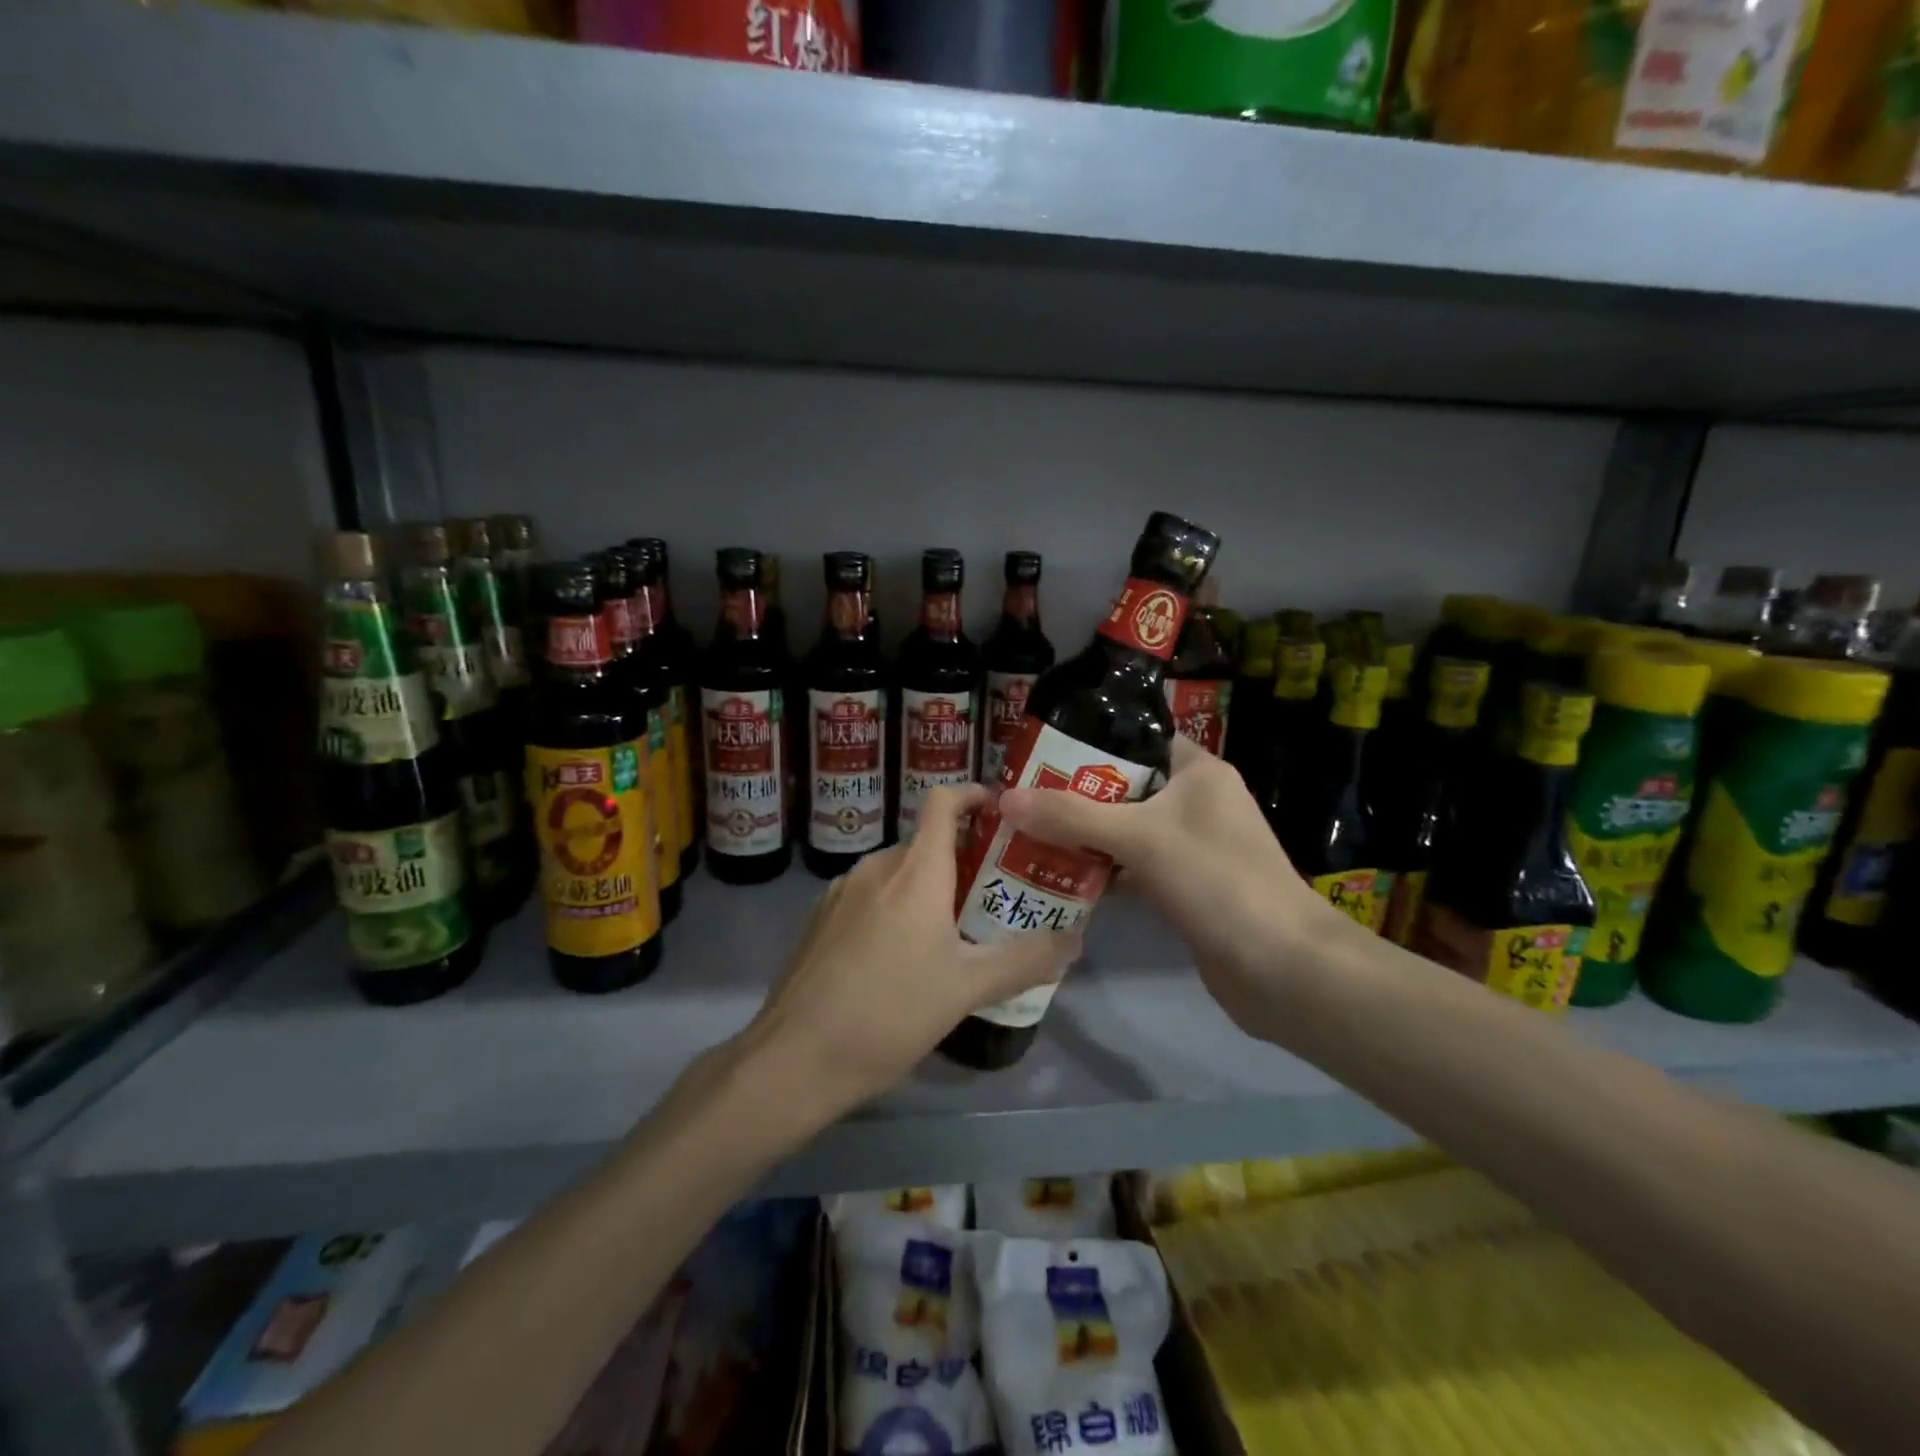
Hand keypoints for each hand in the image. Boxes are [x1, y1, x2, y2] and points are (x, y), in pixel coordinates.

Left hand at [737, 785, 1080, 1123]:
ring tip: (952, 933)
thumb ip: (1024, 960)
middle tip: (993, 897)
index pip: (942, 802)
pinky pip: (868, 897)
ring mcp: (839, 892)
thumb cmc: (889, 1014)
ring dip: (926, 889)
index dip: (973, 795)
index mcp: (914, 872)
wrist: (794, 1059)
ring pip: (896, 874)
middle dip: (962, 861)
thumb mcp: (966, 990)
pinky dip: (893, 908)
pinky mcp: (818, 920)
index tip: (1002, 813)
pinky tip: (899, 959)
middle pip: (925, 843)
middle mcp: (874, 867)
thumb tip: (1075, 939)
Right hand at [996, 737, 1347, 1042]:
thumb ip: (1071, 815)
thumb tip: (1004, 798)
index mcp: (1198, 772)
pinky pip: (1134, 868)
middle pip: (1125, 787)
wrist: (1281, 968)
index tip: (1041, 750)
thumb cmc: (1216, 880)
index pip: (1139, 739)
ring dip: (1084, 835)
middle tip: (1022, 795)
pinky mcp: (1185, 888)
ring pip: (1127, 830)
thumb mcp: (1140, 837)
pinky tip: (1060, 877)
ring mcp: (1192, 848)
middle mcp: (1197, 803)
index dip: (1092, 741)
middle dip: (1075, 793)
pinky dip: (1102, 871)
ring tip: (1028, 832)